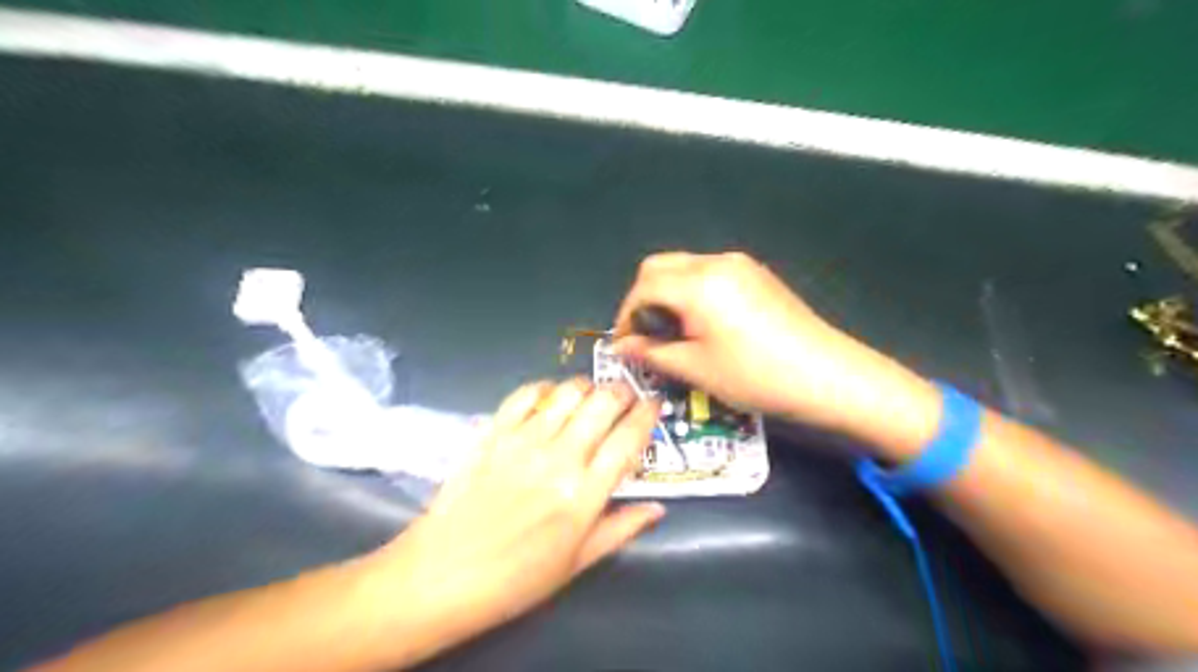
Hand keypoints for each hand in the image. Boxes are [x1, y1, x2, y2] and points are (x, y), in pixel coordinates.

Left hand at [366, 378, 665, 659]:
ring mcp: (523, 440)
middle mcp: (559, 457)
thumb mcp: (577, 563)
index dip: (647, 414)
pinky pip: (526, 394)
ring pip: (568, 392)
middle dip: (622, 391)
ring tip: (590, 395)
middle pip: (603, 403)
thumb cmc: (516, 578)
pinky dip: (545, 387)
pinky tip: (550, 396)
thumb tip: (658, 508)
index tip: (655, 403)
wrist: (443, 574)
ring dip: (587, 386)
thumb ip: (621, 529)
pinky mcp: (494, 432)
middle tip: (625, 395)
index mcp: (585, 494)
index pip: (629, 439)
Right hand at [613, 251, 939, 445]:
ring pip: (684, 267)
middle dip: (643, 298)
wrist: (827, 375)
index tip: (626, 344)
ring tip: (674, 332)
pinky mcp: (756, 274)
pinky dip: (692, 291)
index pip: (643, 286)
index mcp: (698, 284)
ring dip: (668, 293)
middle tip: (646, 335)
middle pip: (659, 266)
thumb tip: (621, 346)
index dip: (626, 314)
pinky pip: (709, 272)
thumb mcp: (696, 368)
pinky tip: (703, 323)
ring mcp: (740, 265)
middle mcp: (716, 262)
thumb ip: (651, 352)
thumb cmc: (756, 376)